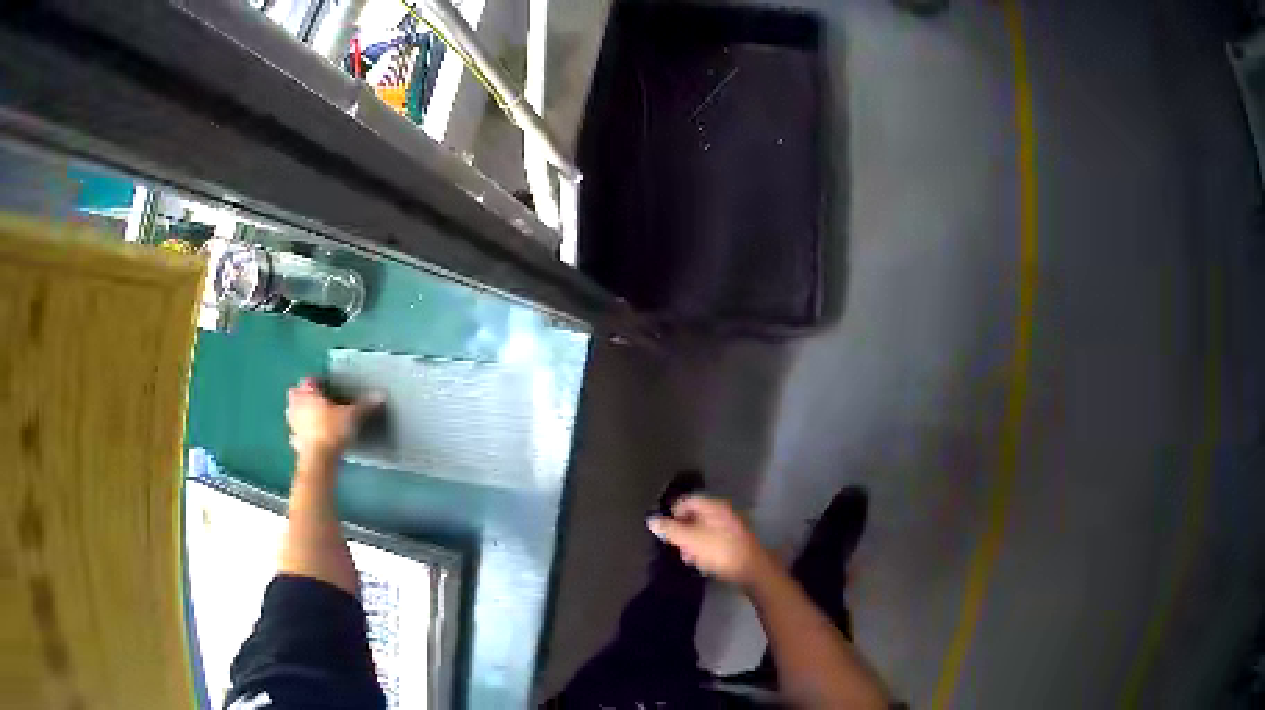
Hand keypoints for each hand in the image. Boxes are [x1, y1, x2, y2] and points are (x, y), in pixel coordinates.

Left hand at [286, 378, 381, 464]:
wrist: (319, 459)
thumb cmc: (332, 430)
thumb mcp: (353, 416)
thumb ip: (365, 406)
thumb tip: (380, 396)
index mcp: (309, 393)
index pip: (309, 380)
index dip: (317, 382)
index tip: (326, 386)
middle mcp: (297, 405)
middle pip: (295, 394)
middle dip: (302, 396)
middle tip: (316, 400)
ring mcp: (293, 424)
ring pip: (292, 413)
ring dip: (299, 414)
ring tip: (312, 418)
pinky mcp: (294, 442)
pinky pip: (295, 435)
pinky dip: (300, 435)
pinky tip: (310, 439)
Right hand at [647, 496, 774, 587]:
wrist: (752, 570)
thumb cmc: (719, 551)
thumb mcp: (689, 540)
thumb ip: (669, 529)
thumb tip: (651, 520)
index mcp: (713, 506)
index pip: (686, 501)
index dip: (672, 513)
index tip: (664, 530)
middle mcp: (724, 512)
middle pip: (695, 517)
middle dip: (683, 532)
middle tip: (677, 548)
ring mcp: (732, 528)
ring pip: (704, 531)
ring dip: (693, 544)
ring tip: (689, 560)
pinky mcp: (737, 543)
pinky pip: (715, 542)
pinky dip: (706, 551)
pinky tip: (703, 565)